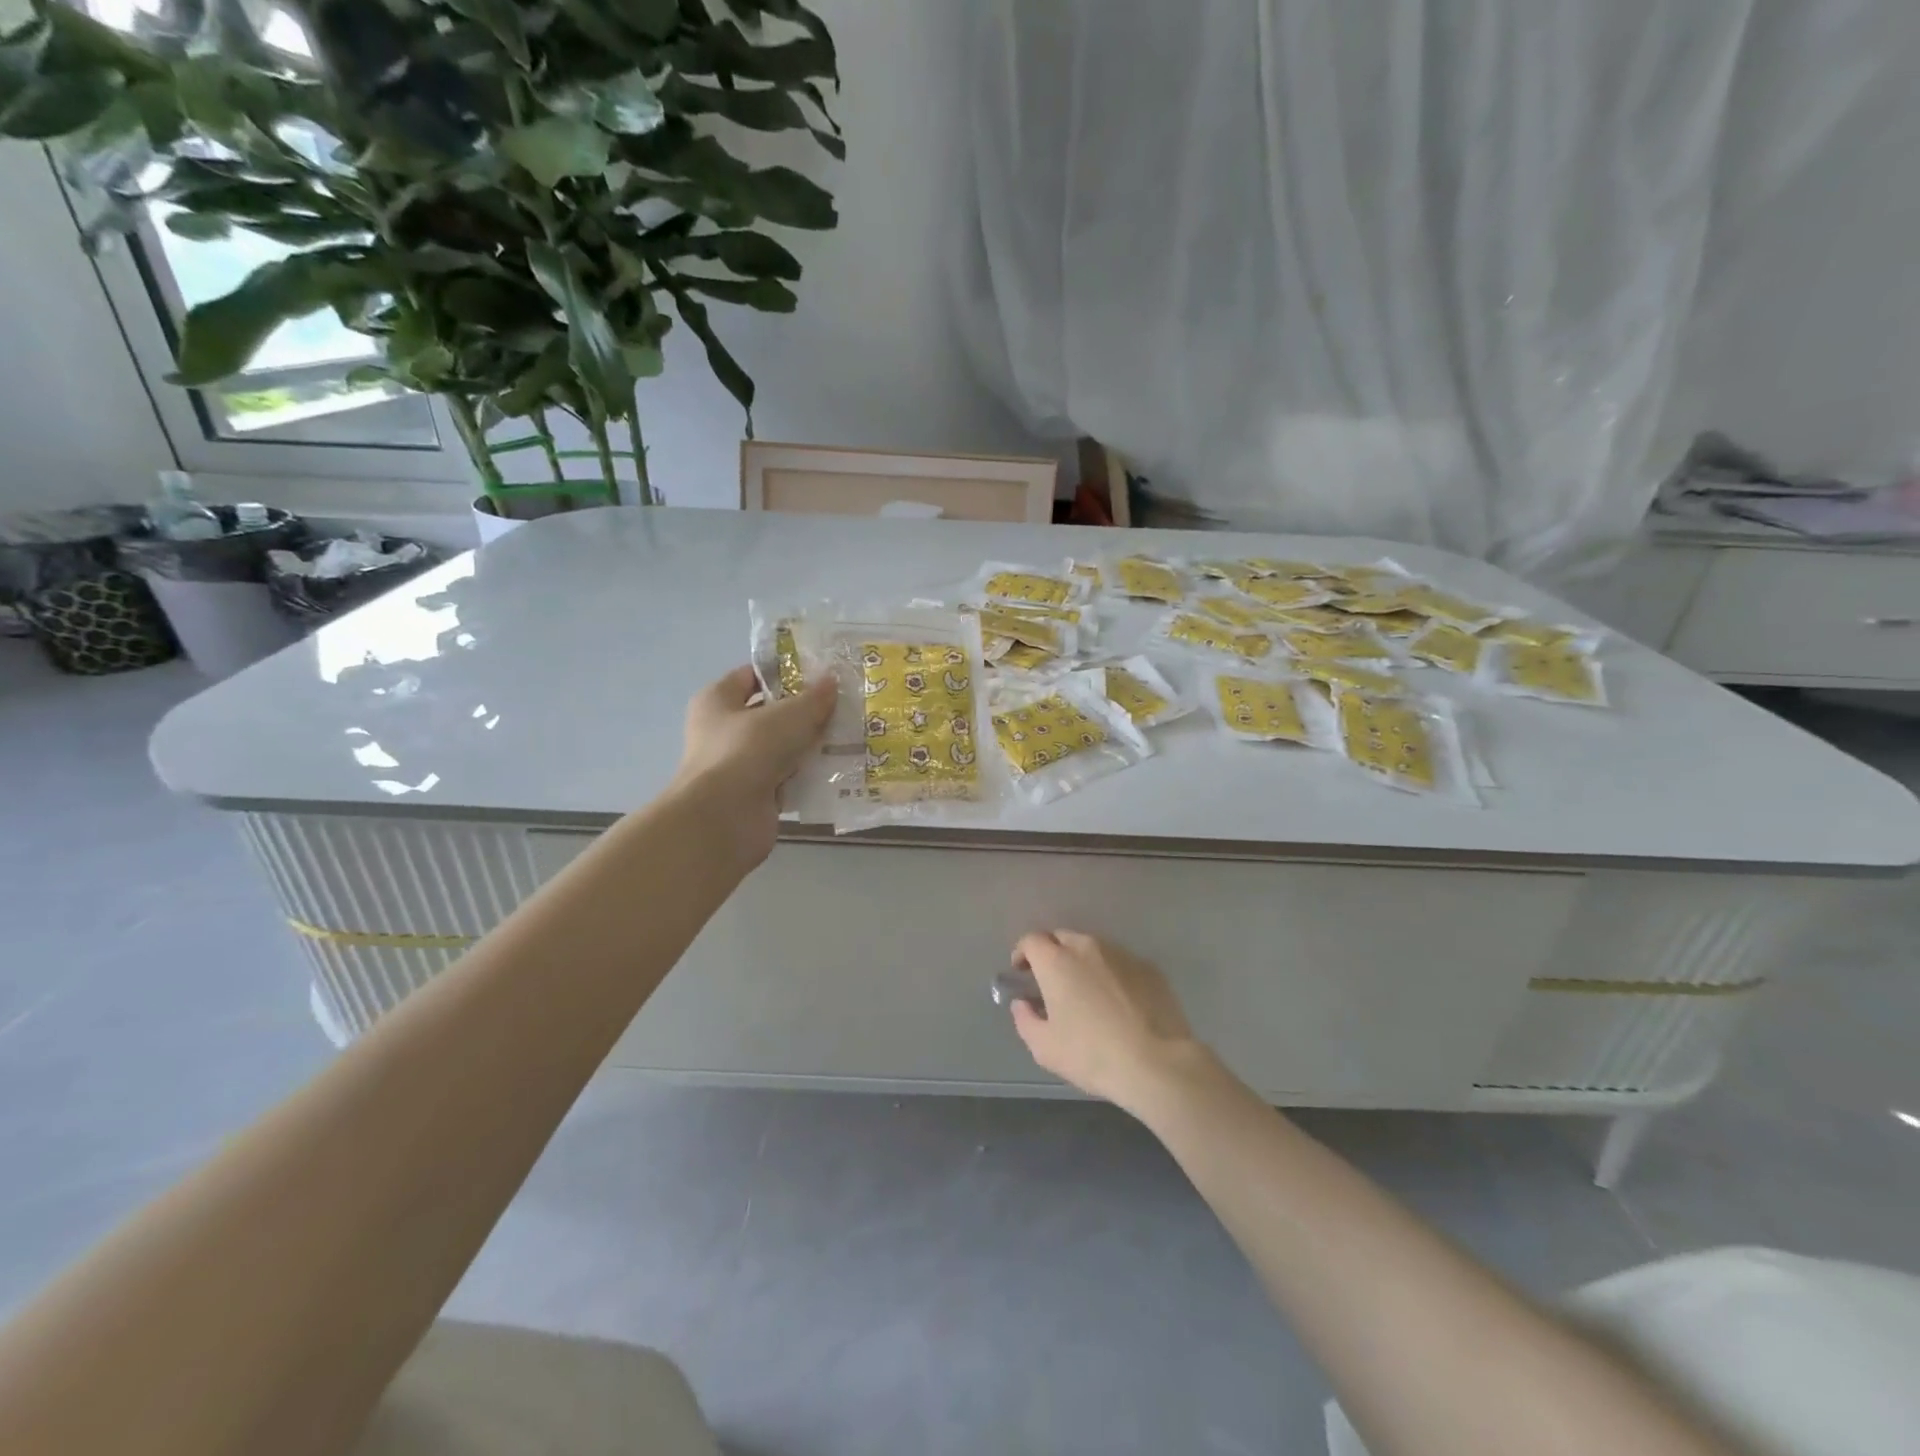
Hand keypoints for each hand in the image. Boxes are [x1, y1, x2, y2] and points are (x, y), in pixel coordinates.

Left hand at [674, 665, 837, 865]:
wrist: (725, 819)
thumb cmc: (747, 752)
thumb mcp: (788, 716)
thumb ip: (813, 699)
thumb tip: (831, 681)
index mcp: (717, 701)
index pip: (751, 676)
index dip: (784, 672)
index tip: (820, 674)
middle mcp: (723, 730)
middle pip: (769, 713)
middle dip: (804, 711)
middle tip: (842, 706)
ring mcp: (738, 765)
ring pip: (781, 747)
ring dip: (809, 744)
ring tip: (847, 735)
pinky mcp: (754, 794)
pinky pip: (787, 776)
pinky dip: (807, 774)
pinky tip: (837, 768)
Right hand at [1008, 930, 1214, 1115]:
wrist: (1157, 1063)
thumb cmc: (1091, 1054)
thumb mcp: (1044, 1047)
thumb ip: (1024, 1019)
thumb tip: (1022, 1003)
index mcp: (1057, 961)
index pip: (1031, 940)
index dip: (1022, 953)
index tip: (1022, 973)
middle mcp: (1087, 947)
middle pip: (1062, 938)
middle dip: (1052, 954)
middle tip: (1053, 983)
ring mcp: (1121, 954)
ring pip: (1093, 948)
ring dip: (1083, 962)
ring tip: (1088, 992)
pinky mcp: (1149, 967)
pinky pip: (1121, 962)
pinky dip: (1112, 974)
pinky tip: (1119, 1001)